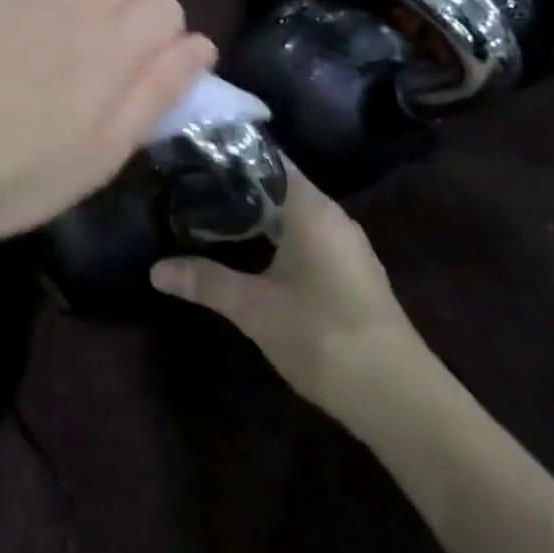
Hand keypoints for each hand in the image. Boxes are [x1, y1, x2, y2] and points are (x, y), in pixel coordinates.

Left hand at [0, 0, 216, 239]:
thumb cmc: (13, 176)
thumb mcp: (99, 158)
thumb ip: (155, 96)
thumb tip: (201, 46)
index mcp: (112, 52)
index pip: (168, 11)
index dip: (168, 40)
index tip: (149, 71)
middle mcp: (77, 7)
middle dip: (135, 10)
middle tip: (110, 55)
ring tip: (79, 18)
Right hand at [151, 172, 427, 429]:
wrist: (398, 397)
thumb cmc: (322, 334)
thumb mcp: (254, 308)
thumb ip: (205, 282)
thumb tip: (155, 269)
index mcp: (311, 208)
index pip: (268, 160)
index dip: (231, 154)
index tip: (194, 156)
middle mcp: (333, 216)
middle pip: (280, 186)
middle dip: (238, 188)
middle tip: (191, 188)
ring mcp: (348, 247)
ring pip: (295, 215)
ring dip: (259, 216)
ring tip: (212, 218)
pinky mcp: (353, 274)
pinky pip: (309, 239)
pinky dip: (279, 239)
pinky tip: (253, 256)